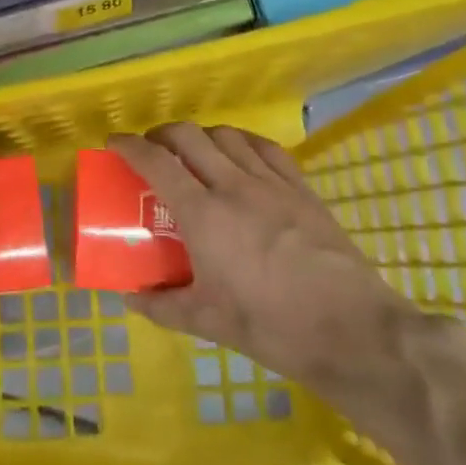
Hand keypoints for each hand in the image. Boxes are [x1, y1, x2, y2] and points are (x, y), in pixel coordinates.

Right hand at [108, 124, 413, 397]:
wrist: (353, 330)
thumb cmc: (272, 326)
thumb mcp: (207, 320)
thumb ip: (161, 305)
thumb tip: (129, 297)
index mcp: (203, 215)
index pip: (156, 162)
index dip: (129, 146)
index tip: (113, 144)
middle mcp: (234, 186)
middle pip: (189, 136)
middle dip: (161, 134)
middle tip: (151, 152)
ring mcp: (272, 183)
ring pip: (227, 136)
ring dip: (201, 136)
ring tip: (193, 154)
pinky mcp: (302, 189)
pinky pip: (266, 148)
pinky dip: (242, 142)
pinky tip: (240, 157)